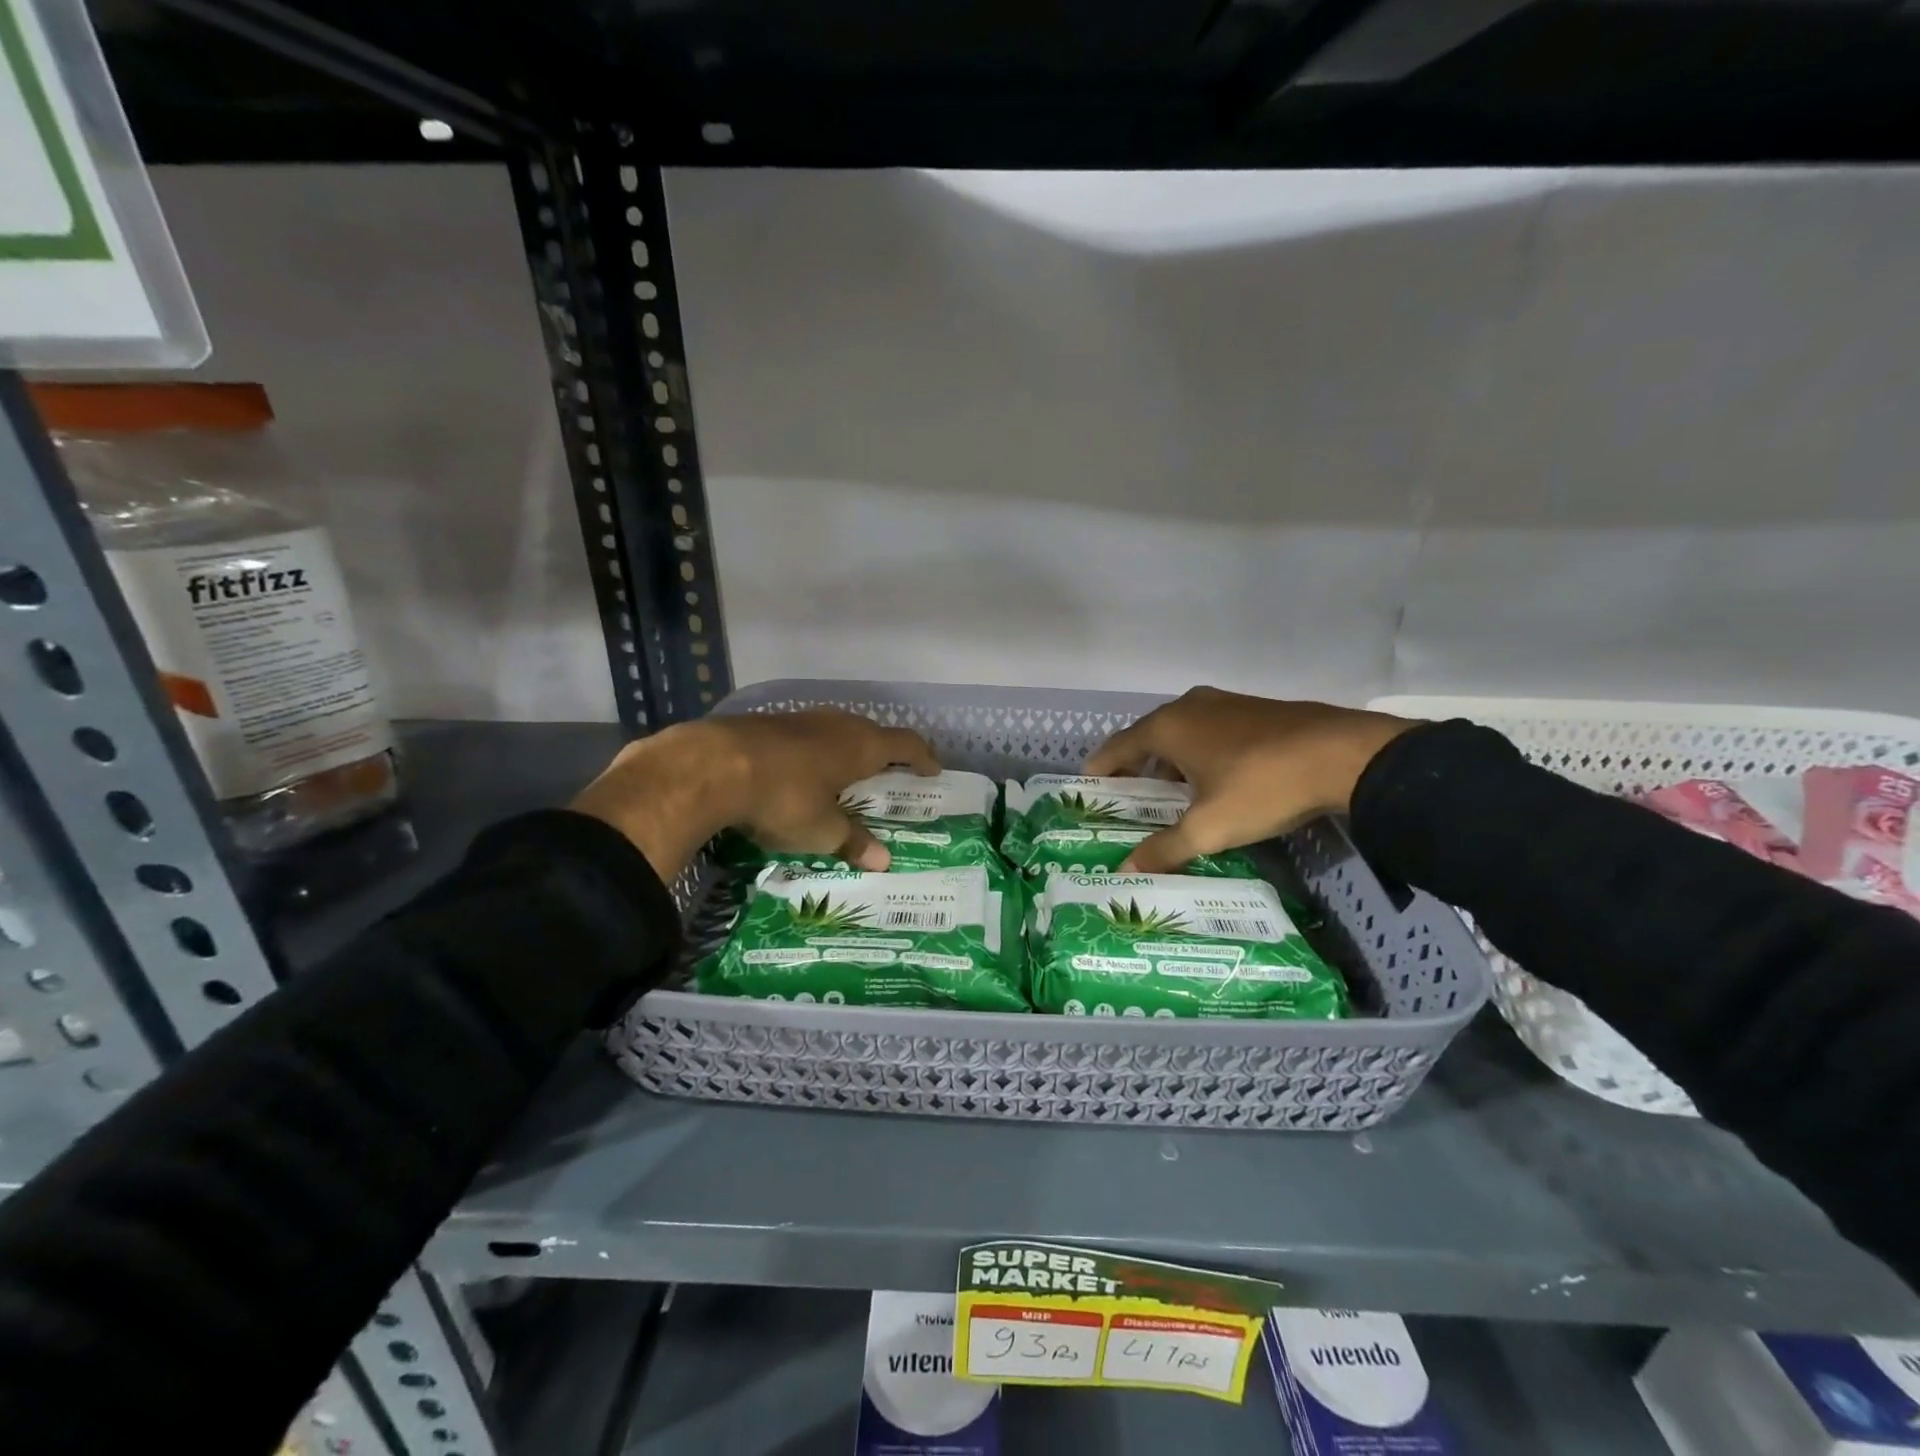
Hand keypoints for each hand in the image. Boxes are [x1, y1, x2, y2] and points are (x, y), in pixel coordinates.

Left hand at [571, 710, 939, 879]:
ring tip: (843, 774)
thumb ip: (853, 842)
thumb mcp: (821, 830)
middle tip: (887, 774)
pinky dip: (811, 752)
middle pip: (870, 732)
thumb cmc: (783, 798)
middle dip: (882, 752)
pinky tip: (796, 772)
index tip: (933, 770)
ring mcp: (797, 719)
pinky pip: (802, 735)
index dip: (922, 756)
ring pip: (833, 730)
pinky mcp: (764, 724)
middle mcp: (834, 724)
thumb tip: (884, 862)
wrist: (710, 767)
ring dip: (844, 749)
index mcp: (859, 745)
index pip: (904, 743)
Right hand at [1084, 688, 1415, 872]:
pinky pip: (1210, 731)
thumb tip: (1124, 873)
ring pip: (1182, 732)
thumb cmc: (1262, 786)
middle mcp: (1190, 706)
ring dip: (1169, 760)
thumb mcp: (1209, 827)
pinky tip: (1213, 780)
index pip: (1118, 746)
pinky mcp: (1255, 710)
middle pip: (1148, 737)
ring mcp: (1225, 704)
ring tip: (1169, 794)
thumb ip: (1164, 849)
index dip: (1100, 768)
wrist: (1344, 755)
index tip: (1088, 787)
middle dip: (1135, 767)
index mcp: (1169, 726)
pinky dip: (1198, 753)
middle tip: (1128, 798)